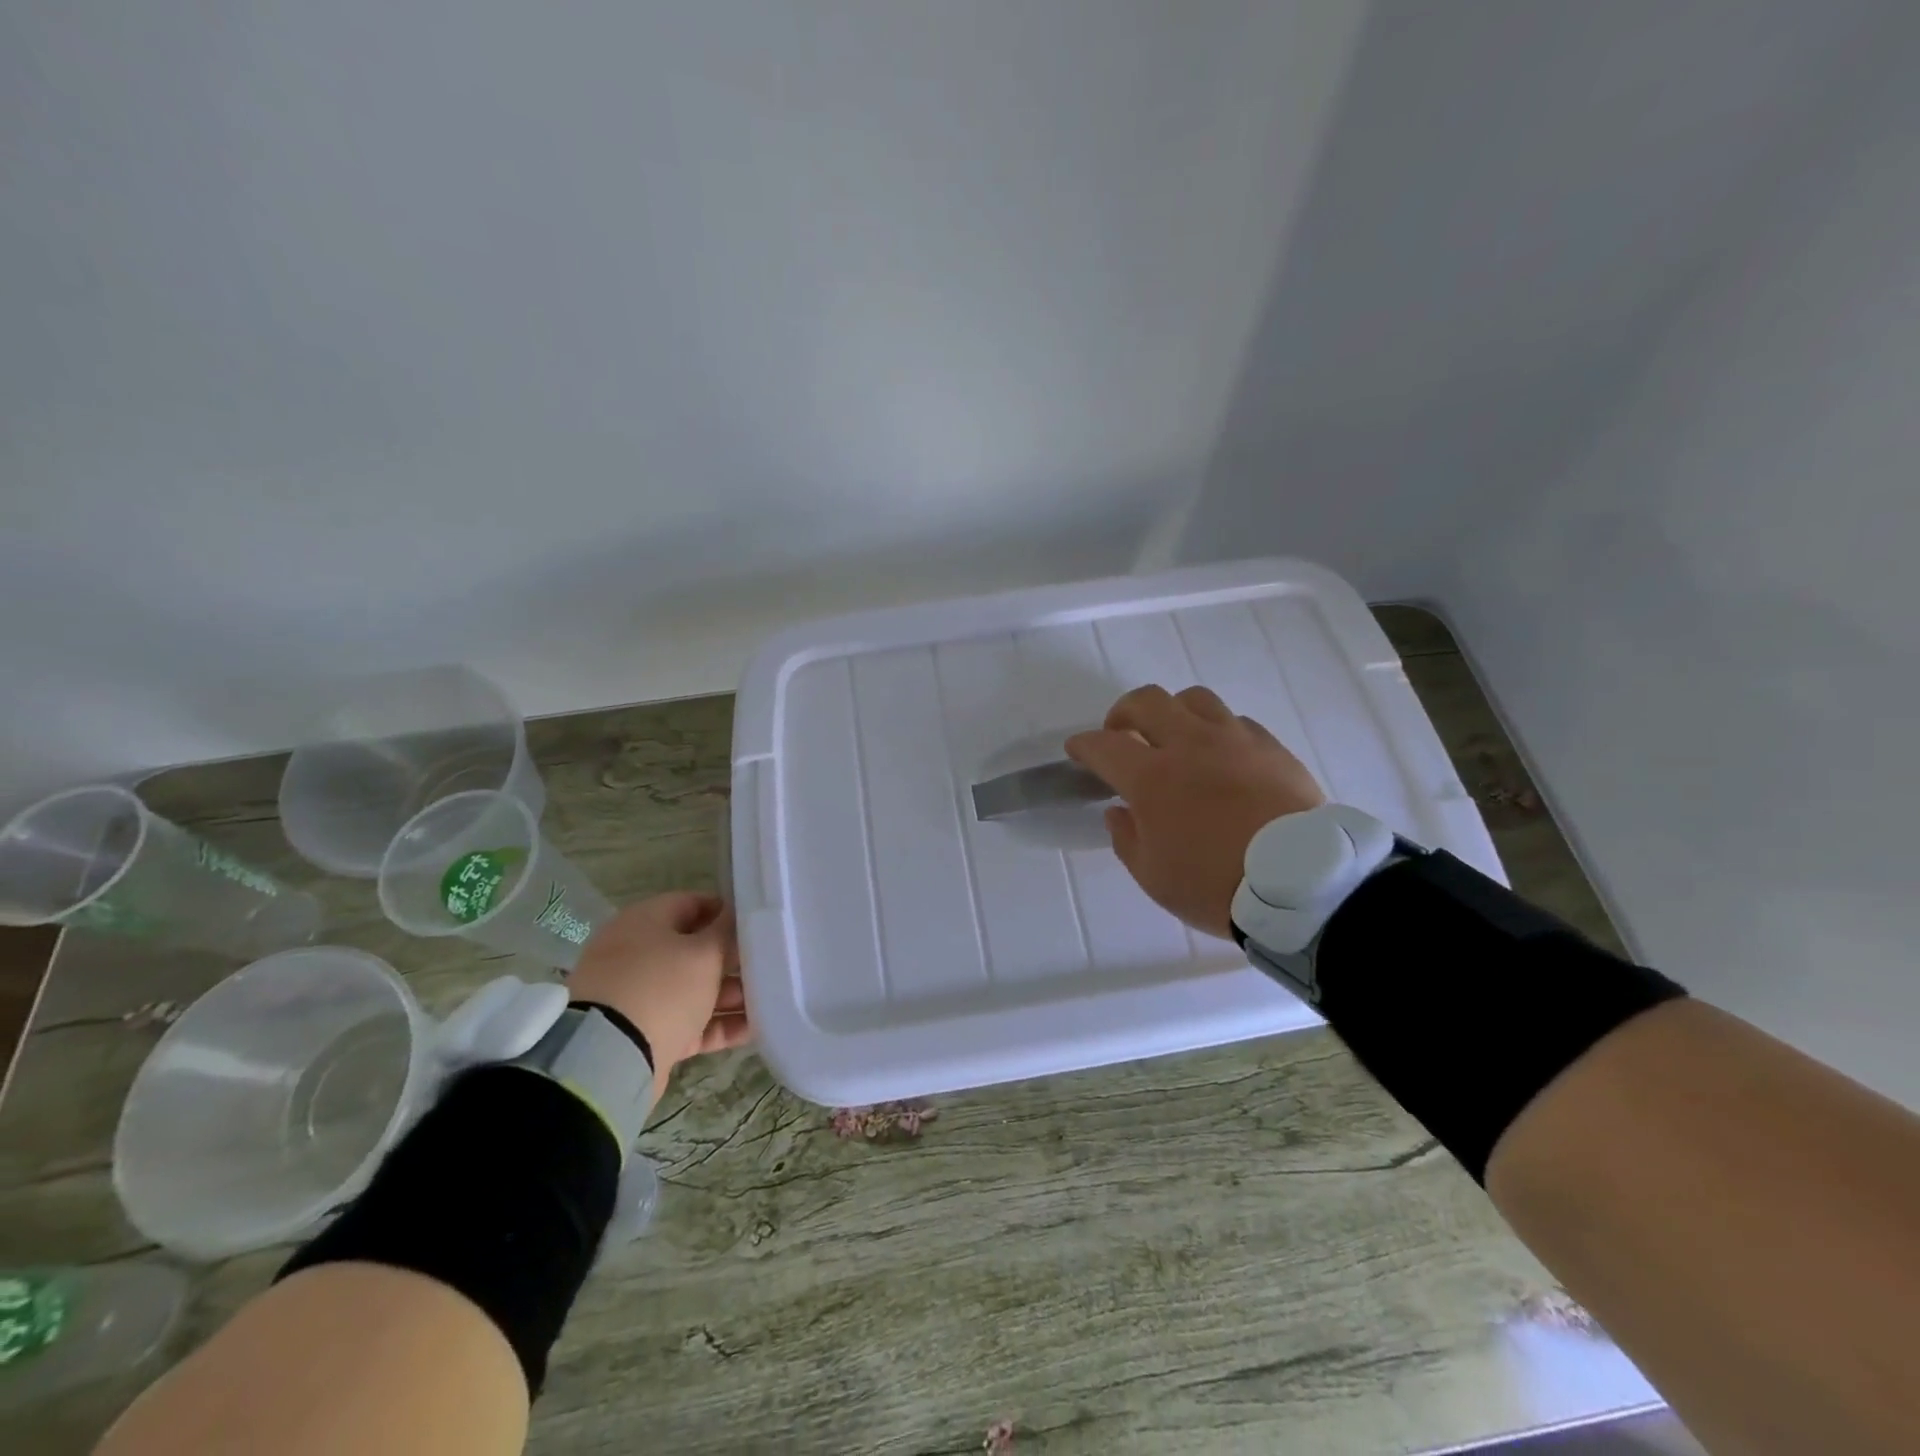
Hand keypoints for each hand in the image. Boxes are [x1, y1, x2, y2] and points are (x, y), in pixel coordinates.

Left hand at [567, 892, 751, 1097]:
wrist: (610, 1058)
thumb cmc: (662, 987)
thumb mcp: (704, 953)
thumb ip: (727, 932)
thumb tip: (737, 915)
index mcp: (645, 922)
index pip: (692, 903)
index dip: (727, 912)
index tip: (759, 923)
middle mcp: (638, 954)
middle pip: (695, 950)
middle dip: (733, 959)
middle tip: (770, 964)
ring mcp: (639, 996)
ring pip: (695, 989)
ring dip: (731, 994)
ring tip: (770, 999)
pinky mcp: (646, 1034)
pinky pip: (690, 1023)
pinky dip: (718, 1025)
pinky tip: (755, 1028)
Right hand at [1066, 685, 1325, 938]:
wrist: (1301, 885)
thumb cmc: (1215, 885)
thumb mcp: (1153, 876)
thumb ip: (1127, 838)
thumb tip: (1119, 811)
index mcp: (1152, 778)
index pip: (1104, 745)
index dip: (1084, 745)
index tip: (1078, 751)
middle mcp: (1189, 745)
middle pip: (1147, 701)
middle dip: (1123, 713)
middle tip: (1122, 735)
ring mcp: (1234, 741)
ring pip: (1193, 699)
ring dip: (1173, 713)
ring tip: (1174, 738)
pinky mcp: (1271, 747)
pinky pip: (1235, 722)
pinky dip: (1216, 732)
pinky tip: (1220, 757)